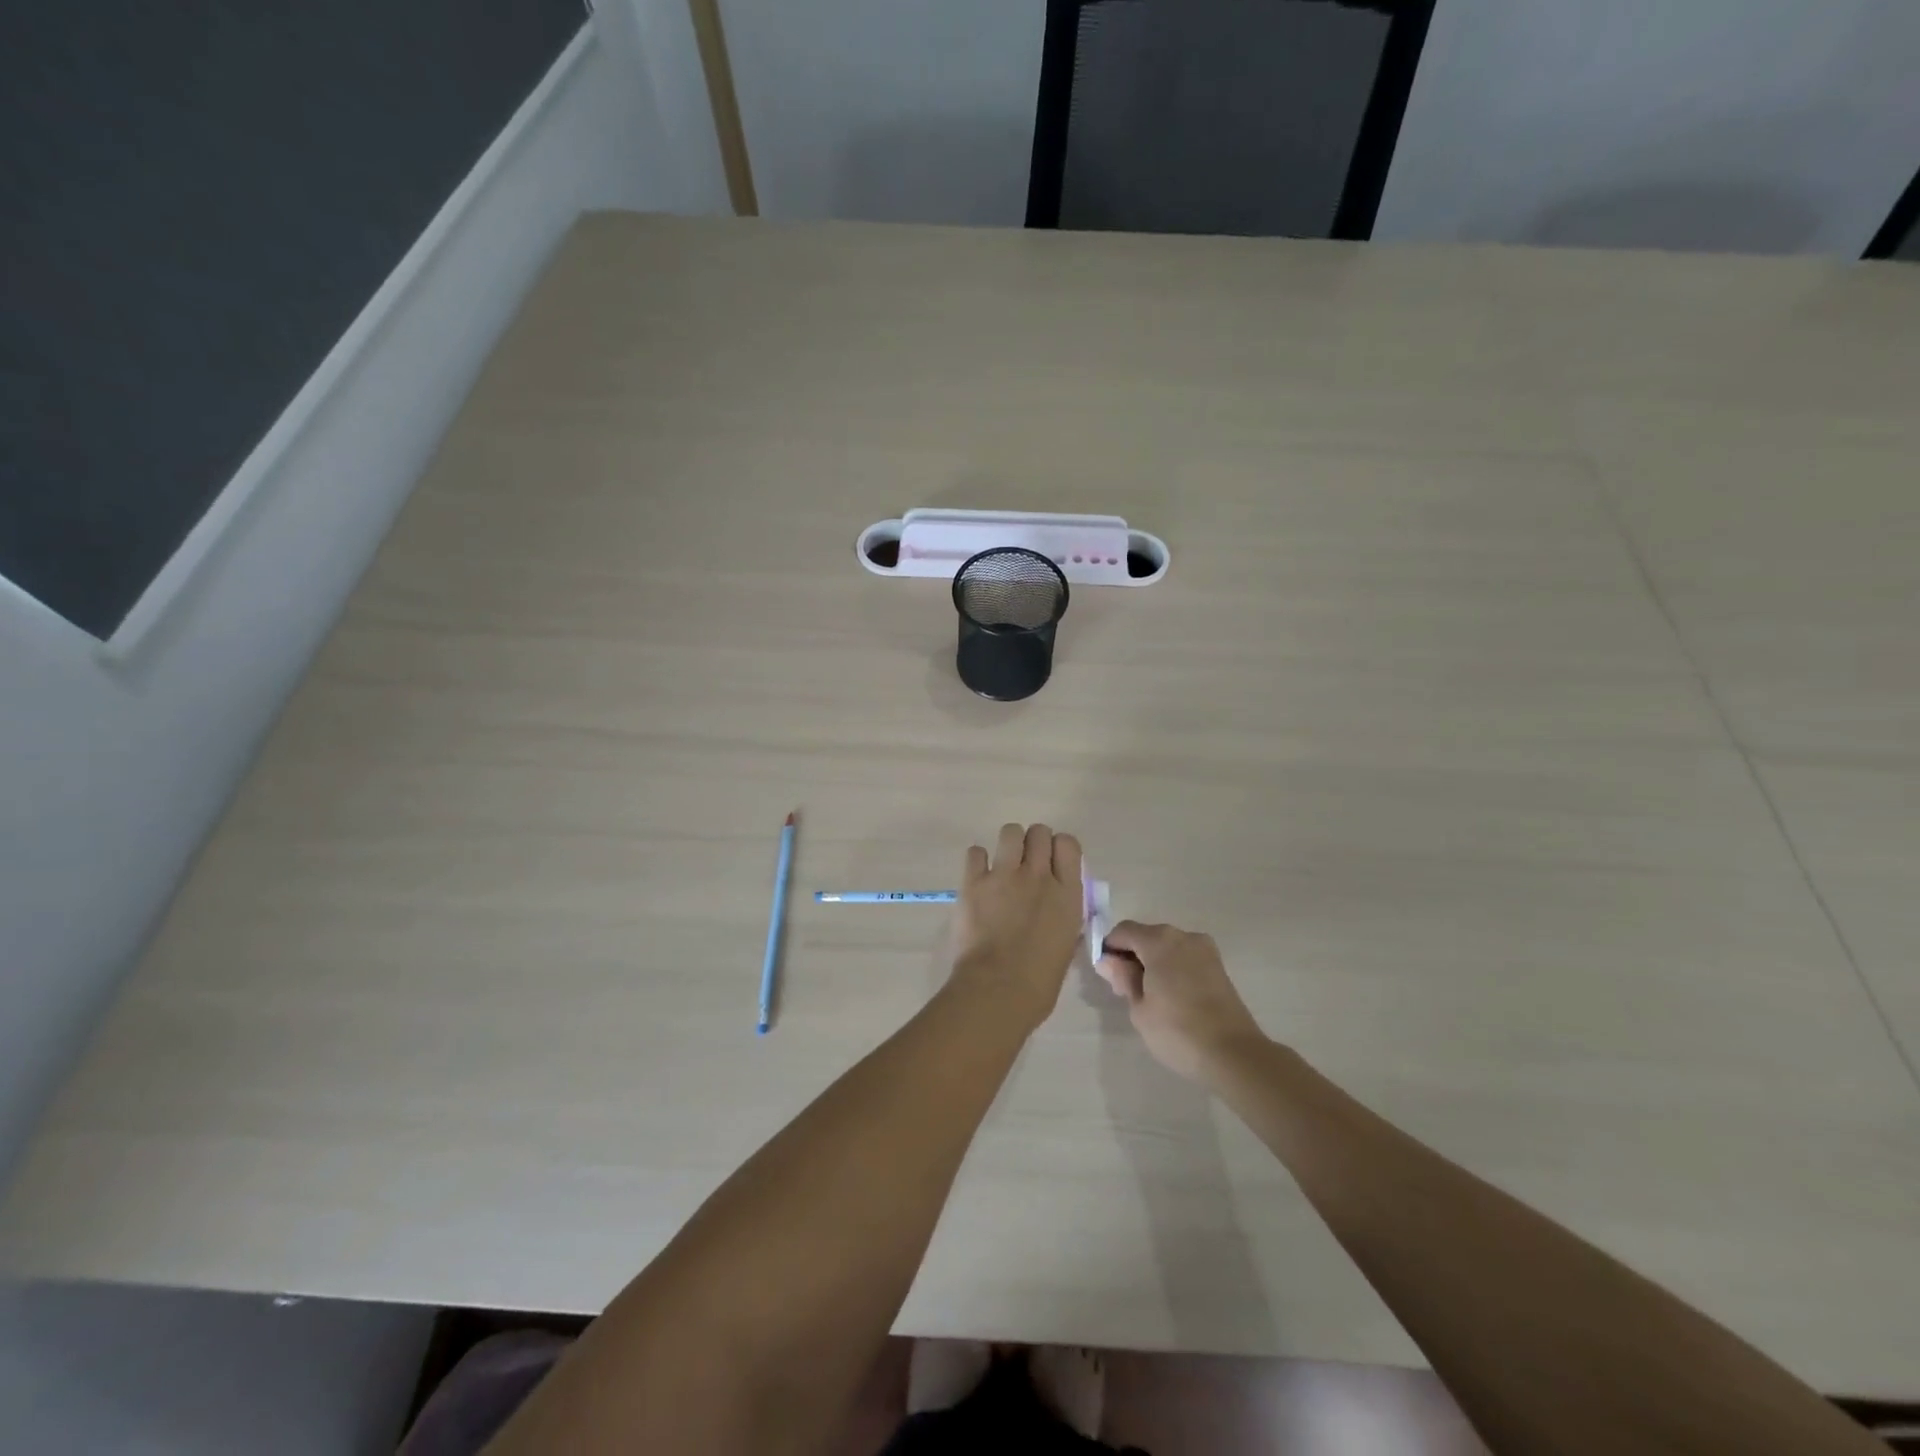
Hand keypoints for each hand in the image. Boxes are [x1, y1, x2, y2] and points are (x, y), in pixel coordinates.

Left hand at [946, 824, 1085, 1032]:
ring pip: (1011, 832)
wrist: (999, 989)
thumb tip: (1059, 912)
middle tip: (1025, 865)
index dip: (1058, 849)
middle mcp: (1039, 875)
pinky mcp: (974, 882)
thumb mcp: (1066, 946)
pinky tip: (978, 878)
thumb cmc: (1040, 981)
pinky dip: (977, 861)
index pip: (1068, 844)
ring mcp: (1005, 875)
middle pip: (1039, 832)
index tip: (1052, 863)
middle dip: (1033, 844)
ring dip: (1009, 845)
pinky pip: (975, 852)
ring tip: (1002, 865)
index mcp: (1068, 893)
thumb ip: (1065, 920)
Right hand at [1095, 921, 1267, 1083]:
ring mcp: (1205, 950)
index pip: (1123, 931)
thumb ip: (1123, 978)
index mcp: (1159, 940)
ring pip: (1168, 948)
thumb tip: (1108, 961)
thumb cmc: (1177, 1030)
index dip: (1110, 948)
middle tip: (1126, 991)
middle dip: (1132, 956)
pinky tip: (1171, 999)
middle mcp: (1183, 936)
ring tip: (1150, 998)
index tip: (1107, 976)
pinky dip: (1173, 970)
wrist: (1234, 1054)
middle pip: (1147, 936)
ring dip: (1153, 963)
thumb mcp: (1139, 1008)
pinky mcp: (1219, 967)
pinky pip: (1185, 959)